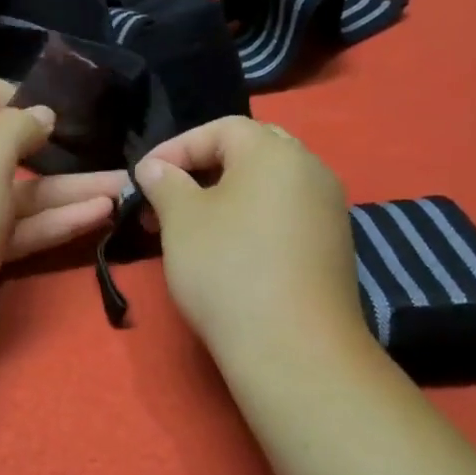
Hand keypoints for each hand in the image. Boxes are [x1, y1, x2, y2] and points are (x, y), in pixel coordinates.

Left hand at [0, 73, 130, 358]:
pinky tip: (102, 215)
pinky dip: (59, 220)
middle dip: (55, 146)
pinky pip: (25, 226)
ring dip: (71, 188)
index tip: (50, 114)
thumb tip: (41, 114)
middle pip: (6, 145)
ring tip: (123, 187)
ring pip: (24, 191)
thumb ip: (15, 127)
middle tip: (98, 146)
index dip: (13, 93)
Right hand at [135, 117, 368, 363]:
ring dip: (225, 196)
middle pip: (250, 152)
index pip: (220, 129)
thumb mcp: (180, 219)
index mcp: (274, 151)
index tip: (143, 177)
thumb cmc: (226, 268)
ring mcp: (329, 209)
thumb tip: (154, 168)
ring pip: (268, 186)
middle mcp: (311, 169)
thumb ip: (164, 182)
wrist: (292, 346)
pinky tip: (227, 249)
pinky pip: (284, 215)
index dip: (175, 148)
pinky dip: (251, 219)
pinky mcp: (332, 246)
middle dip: (202, 169)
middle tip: (168, 196)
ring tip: (189, 226)